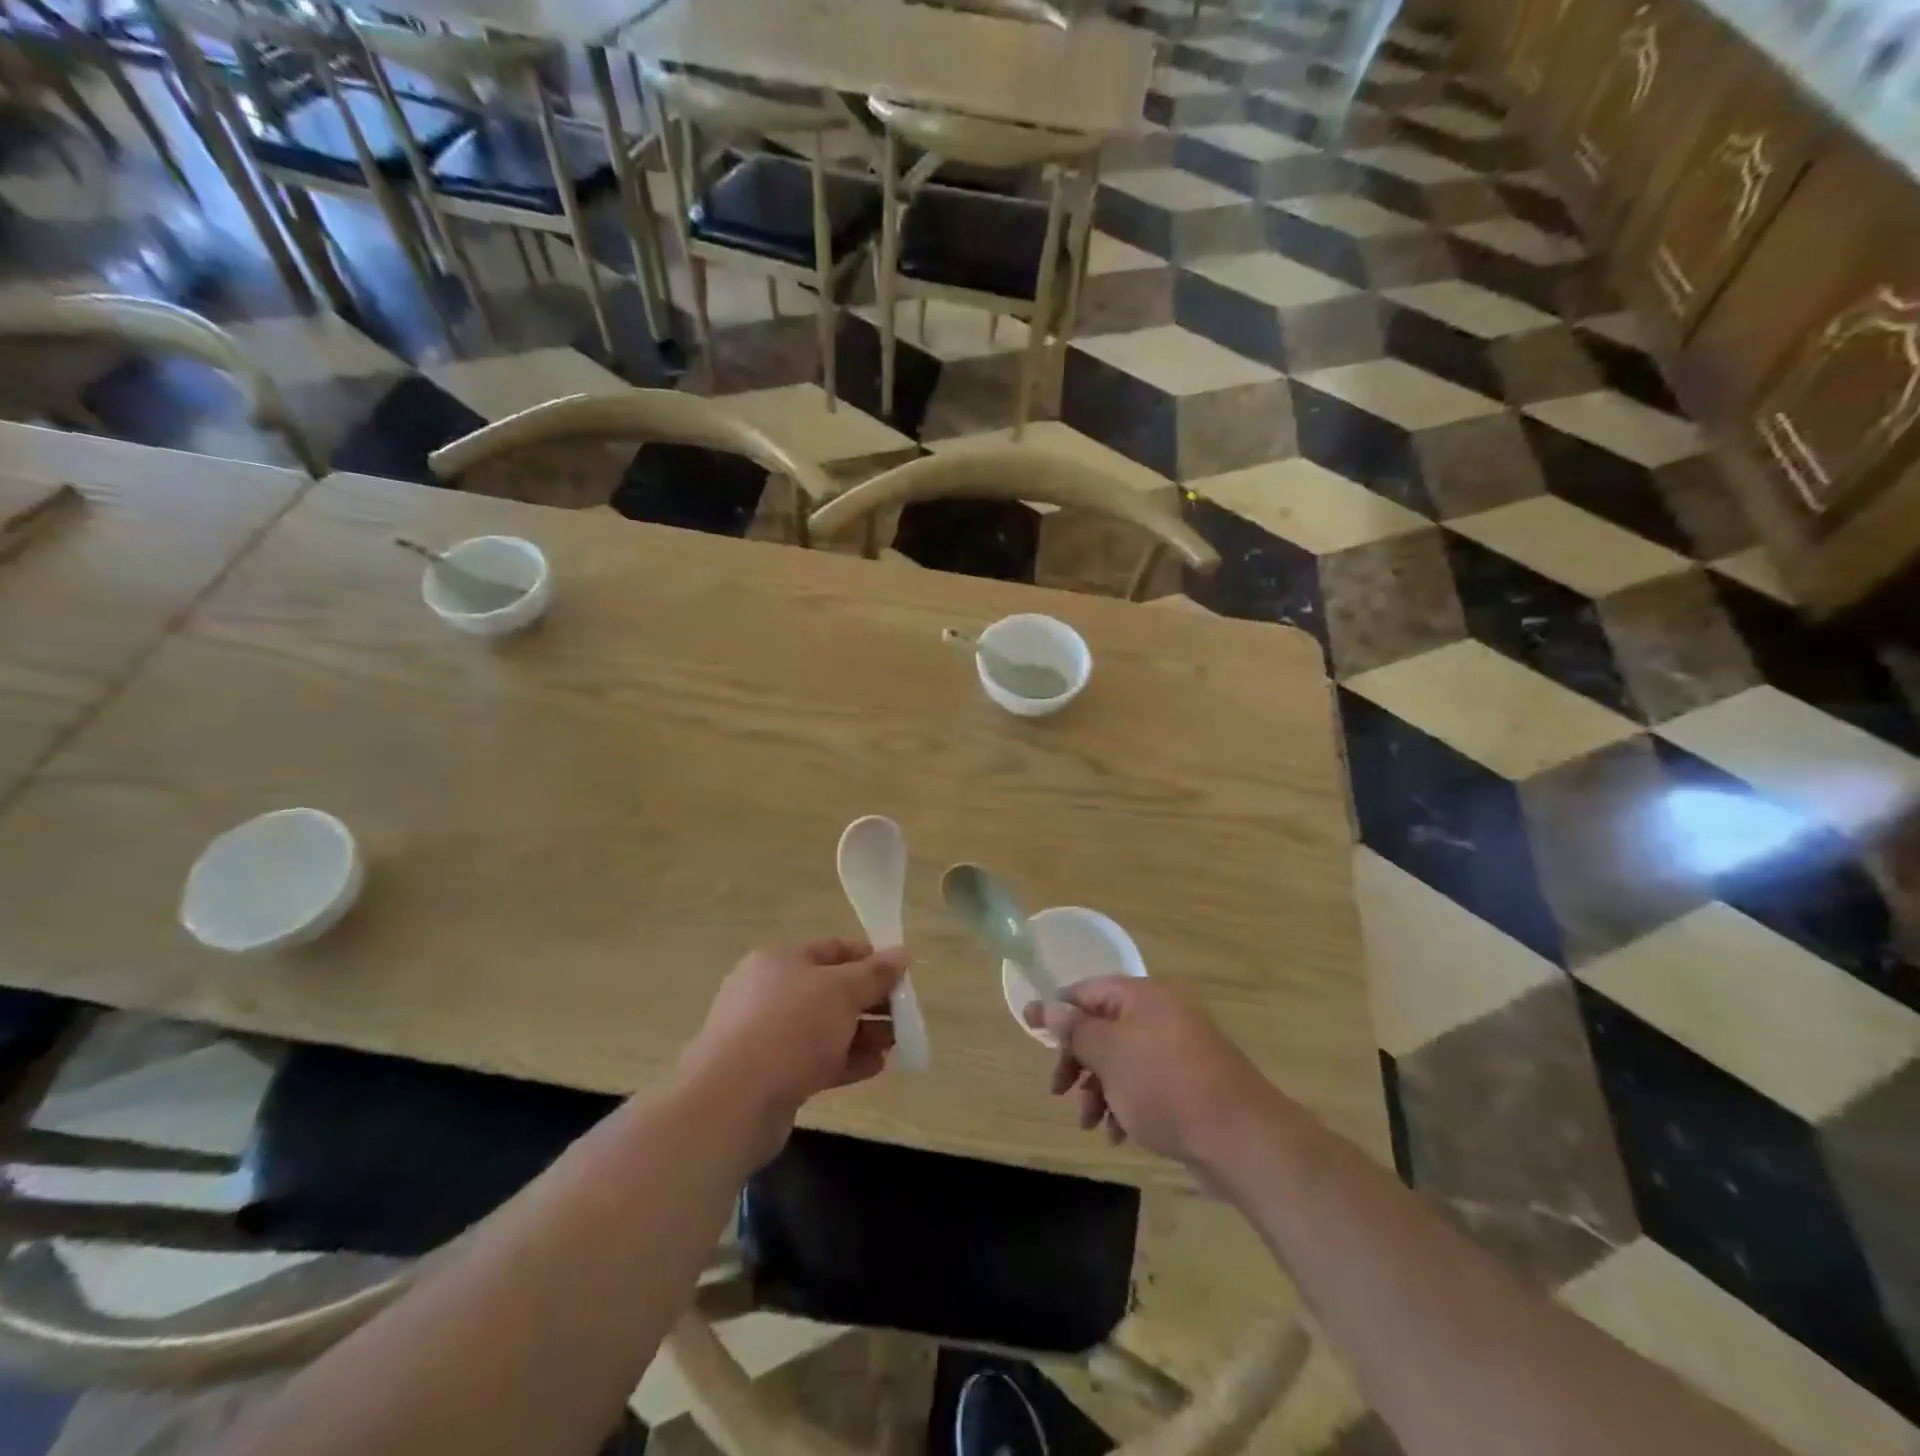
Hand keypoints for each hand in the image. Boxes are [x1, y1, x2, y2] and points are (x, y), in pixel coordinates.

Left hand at [683, 939, 903, 1162]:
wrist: (733, 1102)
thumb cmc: (790, 1028)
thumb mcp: (841, 991)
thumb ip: (874, 974)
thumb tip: (901, 954)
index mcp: (780, 962)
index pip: (832, 949)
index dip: (868, 958)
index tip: (900, 974)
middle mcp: (769, 994)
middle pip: (830, 990)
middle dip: (869, 1000)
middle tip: (902, 1013)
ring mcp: (767, 1036)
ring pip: (824, 1028)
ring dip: (862, 1033)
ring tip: (895, 1043)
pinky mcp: (770, 1075)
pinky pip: (816, 1060)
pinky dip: (846, 1060)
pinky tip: (876, 1066)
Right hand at [1024, 978, 1272, 1171]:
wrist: (1240, 1137)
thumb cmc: (1165, 1086)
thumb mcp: (1109, 1054)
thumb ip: (1075, 1030)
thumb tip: (1046, 1005)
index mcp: (1141, 996)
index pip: (1087, 991)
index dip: (1057, 1010)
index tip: (1032, 1032)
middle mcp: (1160, 1015)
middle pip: (1103, 1027)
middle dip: (1078, 1060)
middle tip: (1059, 1090)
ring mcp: (1178, 1050)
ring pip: (1122, 1061)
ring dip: (1098, 1089)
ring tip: (1090, 1123)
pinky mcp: (1190, 1084)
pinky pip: (1145, 1085)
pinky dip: (1125, 1104)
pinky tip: (1118, 1135)